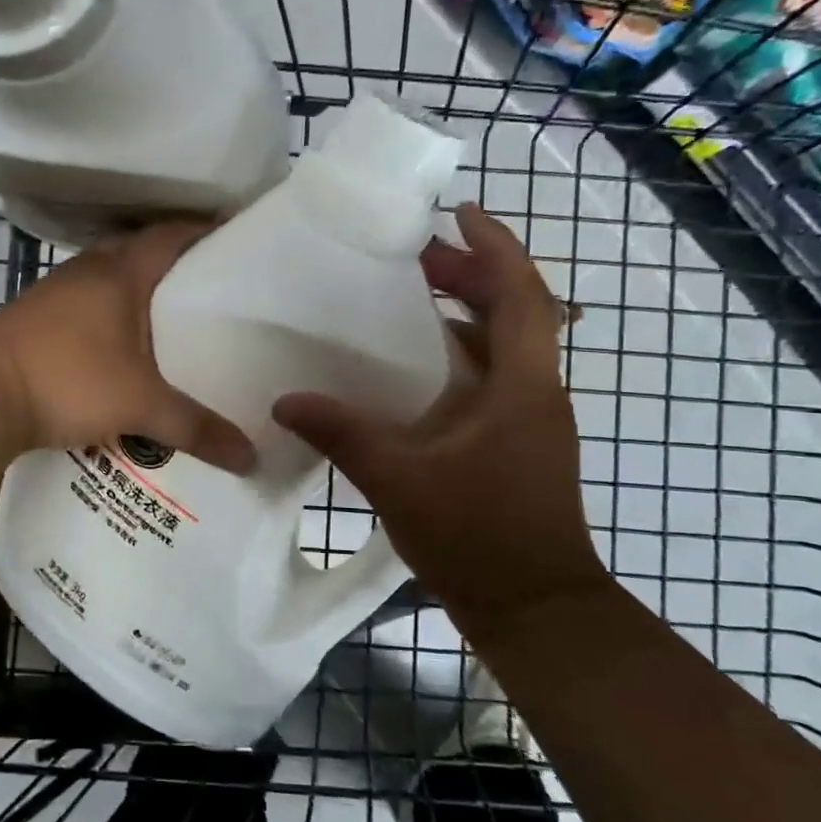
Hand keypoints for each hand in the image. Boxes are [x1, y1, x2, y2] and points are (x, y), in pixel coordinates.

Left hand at [0, 220, 256, 472]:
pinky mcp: (35, 320)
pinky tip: (122, 351)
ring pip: (110, 281)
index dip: (206, 233)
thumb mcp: (139, 406)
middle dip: (177, 268)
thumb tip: (252, 458)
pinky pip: (86, 307)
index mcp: (120, 272)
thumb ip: (196, 429)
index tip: (238, 243)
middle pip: (141, 254)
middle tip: (214, 293)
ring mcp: (56, 293)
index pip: (173, 235)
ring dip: (139, 295)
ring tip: (174, 323)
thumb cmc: (66, 380)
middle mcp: (88, 271)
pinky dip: (111, 319)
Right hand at [272, 203, 603, 628]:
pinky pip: (490, 378)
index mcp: (521, 388)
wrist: (534, 610)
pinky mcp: (517, 443)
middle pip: (514, 312)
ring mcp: (530, 420)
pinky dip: (457, 354)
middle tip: (414, 256)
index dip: (495, 247)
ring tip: (410, 297)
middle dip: (471, 274)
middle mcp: (535, 393)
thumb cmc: (477, 539)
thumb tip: (285, 401)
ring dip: (464, 313)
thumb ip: (343, 434)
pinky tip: (412, 368)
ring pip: (503, 345)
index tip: (459, 212)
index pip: (523, 296)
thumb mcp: (399, 481)